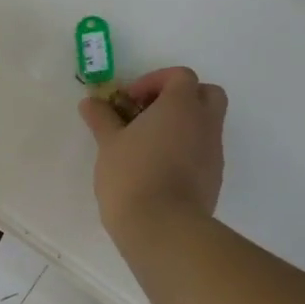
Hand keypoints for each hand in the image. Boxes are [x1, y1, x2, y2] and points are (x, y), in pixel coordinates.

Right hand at [79, 66, 227, 240]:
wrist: (163, 227)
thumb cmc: (132, 175)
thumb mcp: (108, 143)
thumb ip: (102, 118)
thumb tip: (91, 102)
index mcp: (181, 106)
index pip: (180, 76)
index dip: (154, 81)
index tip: (129, 100)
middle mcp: (204, 123)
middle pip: (206, 93)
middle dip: (180, 98)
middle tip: (149, 114)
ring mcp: (213, 151)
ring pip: (205, 124)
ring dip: (182, 126)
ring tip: (148, 145)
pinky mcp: (214, 177)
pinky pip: (203, 151)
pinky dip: (185, 150)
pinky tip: (158, 169)